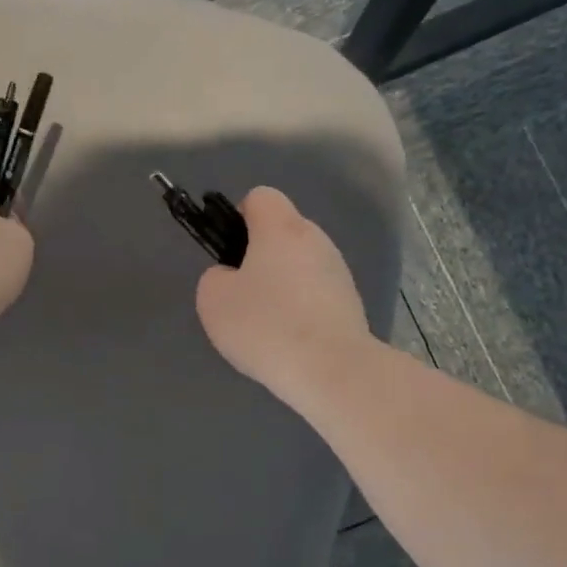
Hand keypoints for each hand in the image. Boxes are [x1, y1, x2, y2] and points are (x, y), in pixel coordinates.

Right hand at [195, 187, 371, 404]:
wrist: (331, 369)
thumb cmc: (266, 325)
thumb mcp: (214, 300)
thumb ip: (216, 277)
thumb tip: (232, 276)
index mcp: (281, 228)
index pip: (261, 197)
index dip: (239, 217)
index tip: (230, 252)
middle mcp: (315, 239)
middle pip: (283, 231)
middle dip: (261, 255)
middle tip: (242, 294)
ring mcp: (339, 270)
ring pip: (301, 263)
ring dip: (283, 283)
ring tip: (267, 324)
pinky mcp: (351, 302)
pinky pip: (316, 292)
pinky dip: (302, 308)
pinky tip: (291, 340)